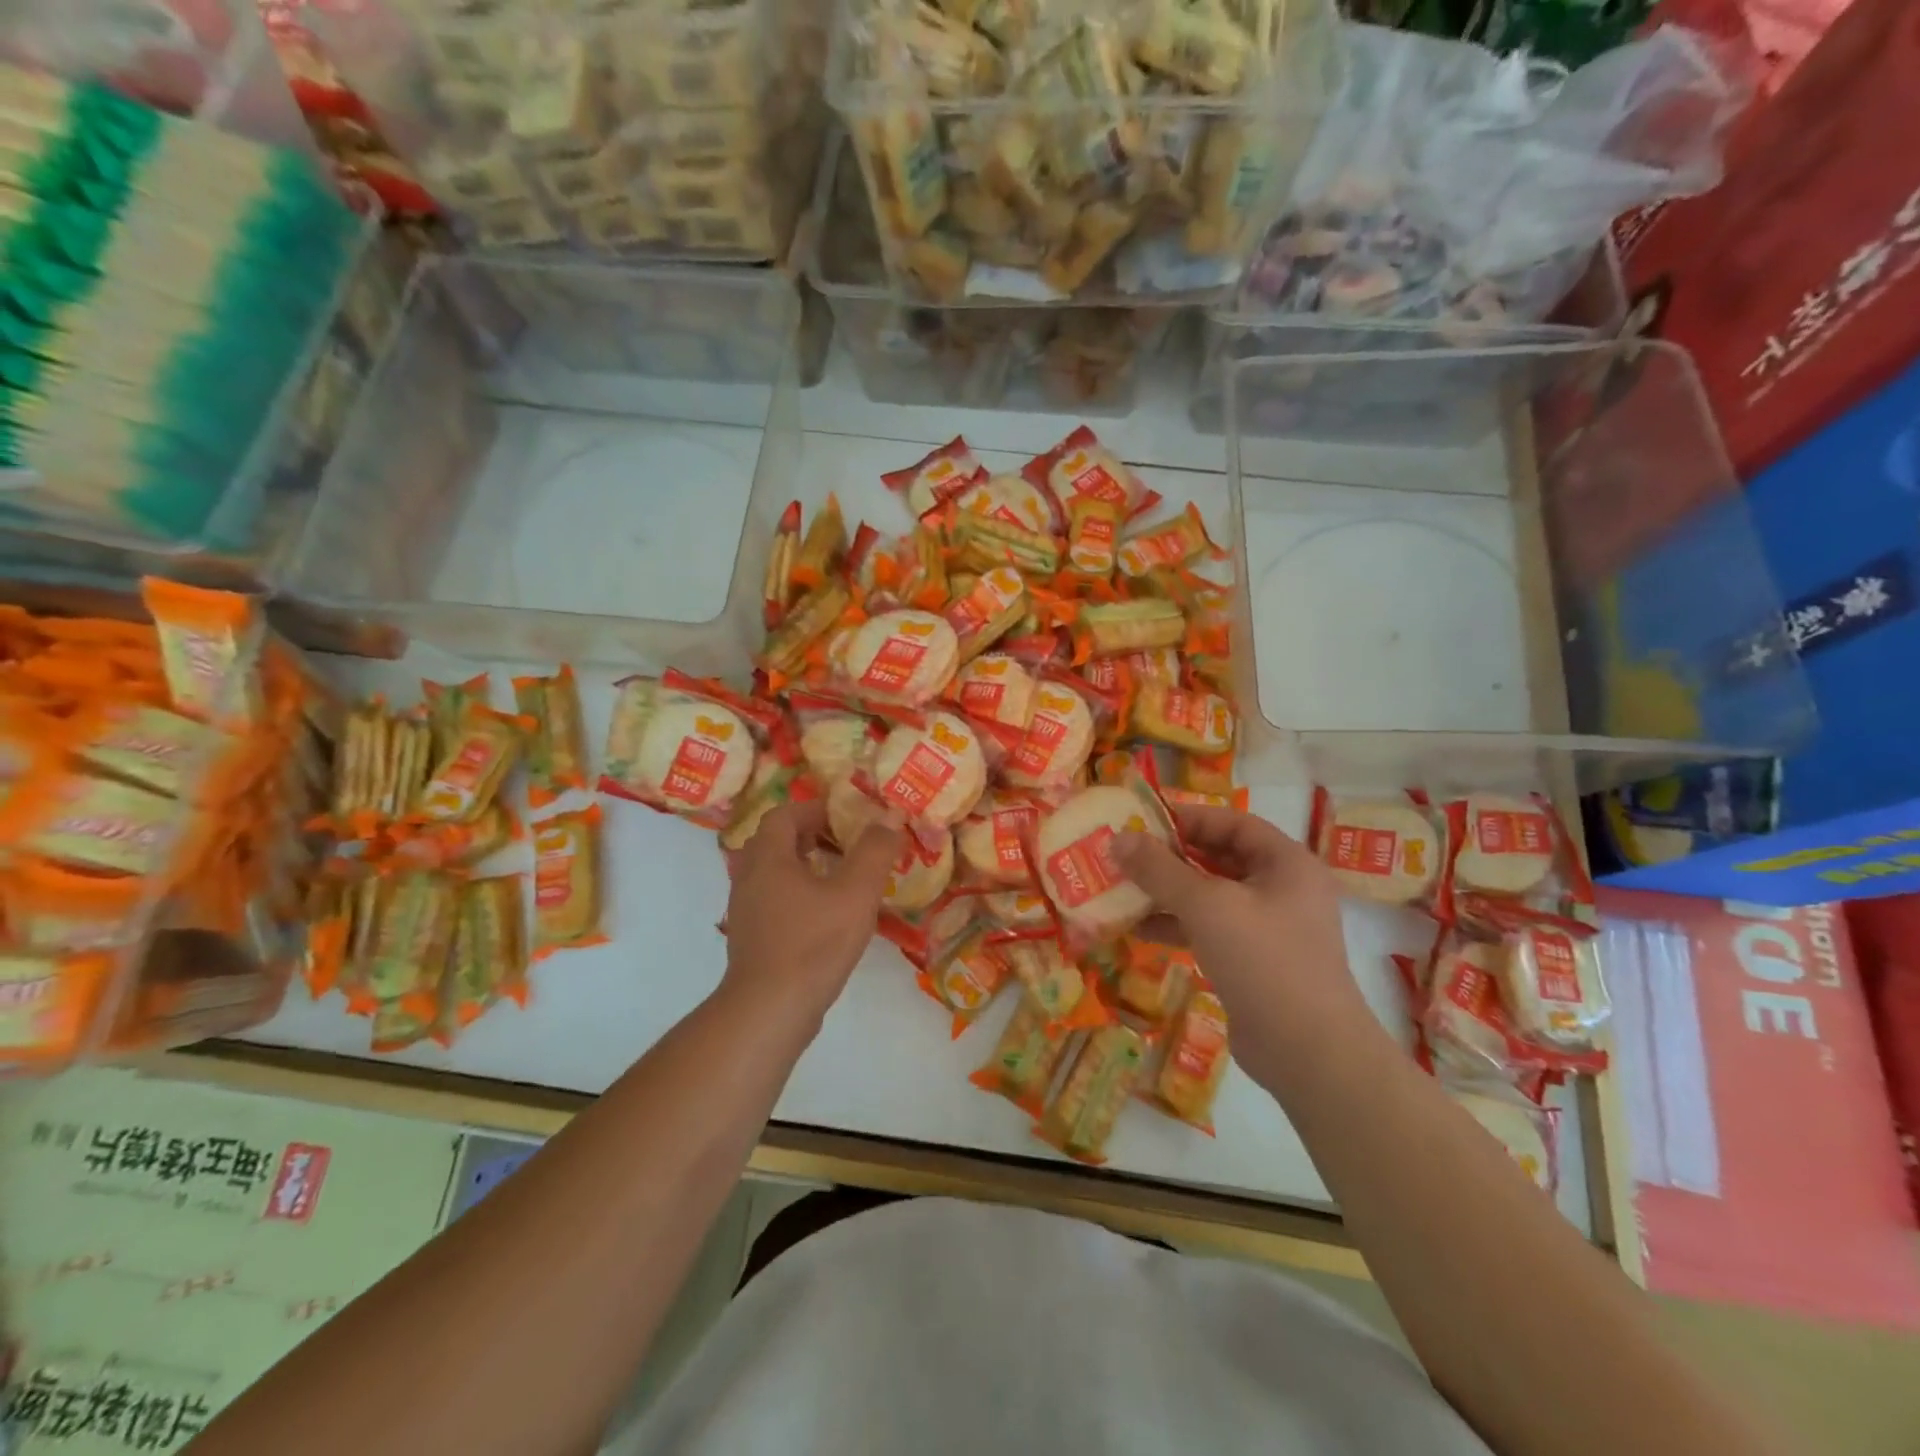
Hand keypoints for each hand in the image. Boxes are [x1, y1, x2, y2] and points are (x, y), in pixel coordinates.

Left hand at [723, 799, 903, 1028]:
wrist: (770, 1010)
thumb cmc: (813, 944)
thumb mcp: (856, 893)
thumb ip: (874, 851)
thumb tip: (889, 815)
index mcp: (768, 859)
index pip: (783, 815)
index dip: (813, 809)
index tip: (844, 817)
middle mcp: (748, 878)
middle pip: (774, 842)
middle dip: (808, 835)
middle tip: (843, 843)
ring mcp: (745, 911)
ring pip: (772, 873)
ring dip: (802, 866)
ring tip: (839, 877)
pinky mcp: (751, 939)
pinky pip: (771, 900)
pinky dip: (796, 894)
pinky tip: (825, 915)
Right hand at [1117, 806, 1381, 1078]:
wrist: (1308, 1052)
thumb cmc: (1263, 960)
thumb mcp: (1207, 906)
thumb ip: (1160, 870)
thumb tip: (1118, 839)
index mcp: (1286, 863)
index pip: (1233, 823)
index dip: (1188, 819)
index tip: (1142, 821)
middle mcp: (1282, 890)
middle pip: (1219, 859)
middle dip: (1171, 857)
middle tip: (1125, 855)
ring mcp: (1269, 929)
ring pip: (1211, 897)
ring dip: (1168, 893)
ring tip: (1123, 890)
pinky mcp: (1253, 962)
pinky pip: (1210, 930)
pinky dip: (1177, 926)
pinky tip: (1139, 930)